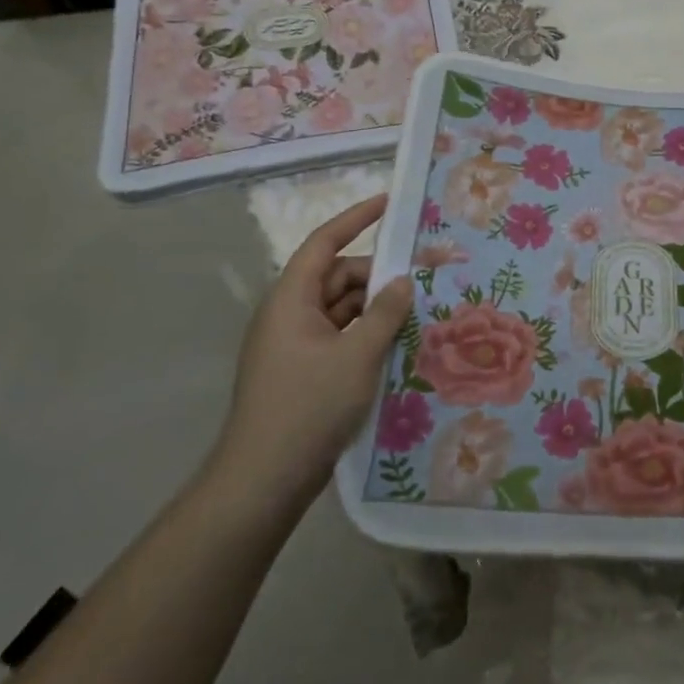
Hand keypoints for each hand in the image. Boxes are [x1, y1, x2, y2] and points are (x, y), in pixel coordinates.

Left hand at [210, 195, 413, 514]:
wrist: (264, 480)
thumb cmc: (309, 406)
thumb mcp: (357, 355)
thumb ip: (384, 313)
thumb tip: (402, 281)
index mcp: (291, 300)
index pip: (324, 244)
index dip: (355, 218)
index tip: (388, 203)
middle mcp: (288, 315)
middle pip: (336, 277)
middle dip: (376, 275)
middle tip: (419, 279)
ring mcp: (293, 345)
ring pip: (340, 309)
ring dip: (374, 307)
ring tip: (415, 312)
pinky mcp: (302, 371)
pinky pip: (338, 336)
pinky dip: (364, 333)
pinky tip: (395, 344)